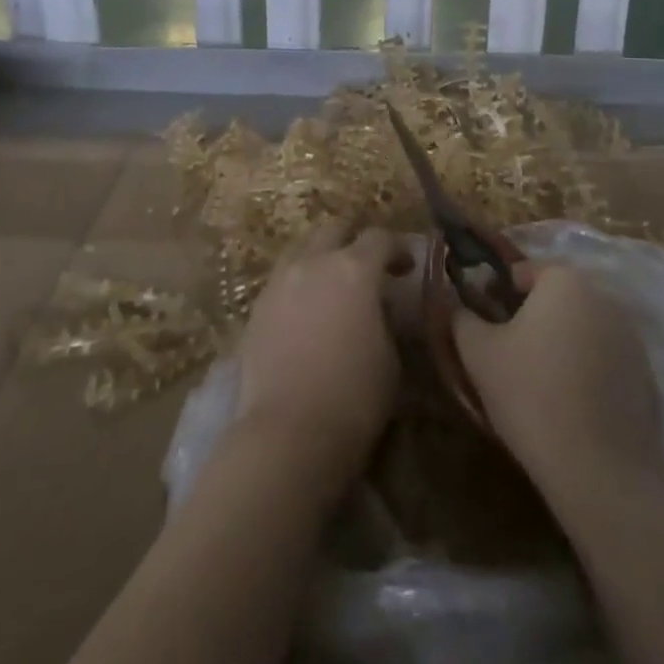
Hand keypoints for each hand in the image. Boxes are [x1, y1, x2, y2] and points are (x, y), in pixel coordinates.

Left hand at [235, 218, 410, 487]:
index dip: (396, 249)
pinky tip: (306, 311)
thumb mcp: (391, 357)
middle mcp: (314, 263)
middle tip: (367, 267)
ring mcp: (280, 281)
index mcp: (354, 269)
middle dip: (353, 241)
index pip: (379, 238)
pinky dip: (298, 283)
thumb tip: (382, 307)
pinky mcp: (257, 307)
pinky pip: (282, 279)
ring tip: (332, 286)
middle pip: (334, 230)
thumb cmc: (354, 398)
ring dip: (321, 257)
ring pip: (301, 249)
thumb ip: (387, 319)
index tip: (406, 268)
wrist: (287, 433)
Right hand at [453, 265, 663, 496]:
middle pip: (556, 297)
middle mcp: (603, 298)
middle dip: (531, 316)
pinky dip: (586, 371)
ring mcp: (631, 338)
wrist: (599, 473)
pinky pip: (604, 361)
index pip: (522, 270)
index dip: (496, 292)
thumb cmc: (530, 395)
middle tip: (506, 352)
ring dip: (560, 343)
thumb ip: (461, 318)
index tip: (483, 324)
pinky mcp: (647, 377)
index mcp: (564, 280)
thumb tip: (456, 304)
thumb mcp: (478, 353)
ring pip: (581, 328)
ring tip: (537, 382)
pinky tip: (569, 406)